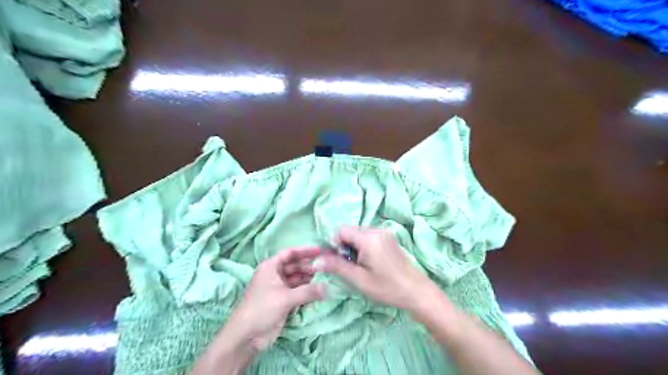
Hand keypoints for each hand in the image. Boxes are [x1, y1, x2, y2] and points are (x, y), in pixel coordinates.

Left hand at [223, 247, 328, 350]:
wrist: (246, 337)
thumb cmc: (262, 309)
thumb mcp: (285, 298)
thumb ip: (308, 291)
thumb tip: (327, 288)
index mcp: (271, 267)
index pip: (290, 253)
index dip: (305, 251)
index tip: (321, 251)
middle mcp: (274, 274)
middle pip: (295, 266)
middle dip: (309, 267)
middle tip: (326, 268)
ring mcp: (278, 288)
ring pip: (297, 279)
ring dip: (309, 279)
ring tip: (325, 279)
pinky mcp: (282, 301)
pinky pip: (297, 291)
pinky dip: (307, 291)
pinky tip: (318, 291)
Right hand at [316, 225, 435, 309]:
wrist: (416, 291)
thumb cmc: (387, 287)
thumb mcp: (359, 279)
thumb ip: (336, 266)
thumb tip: (315, 261)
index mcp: (368, 238)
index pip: (342, 230)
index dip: (335, 244)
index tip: (339, 261)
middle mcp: (377, 230)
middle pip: (350, 231)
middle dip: (344, 246)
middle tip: (351, 266)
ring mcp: (385, 233)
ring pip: (359, 234)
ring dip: (354, 247)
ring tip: (361, 266)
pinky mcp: (389, 238)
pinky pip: (369, 237)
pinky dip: (364, 247)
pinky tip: (370, 263)